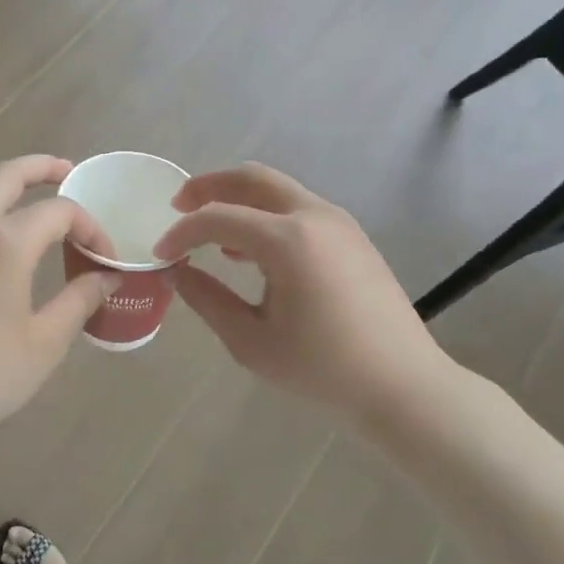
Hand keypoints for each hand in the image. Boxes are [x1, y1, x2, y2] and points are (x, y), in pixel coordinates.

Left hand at [0, 156, 115, 453]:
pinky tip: (3, 254)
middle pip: (7, 176)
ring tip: (40, 214)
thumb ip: (80, 301)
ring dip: (12, 194)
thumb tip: (107, 278)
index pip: (59, 210)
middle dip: (41, 167)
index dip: (89, 227)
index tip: (104, 258)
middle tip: (67, 171)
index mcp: (4, 241)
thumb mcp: (45, 342)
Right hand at [152, 164, 455, 422]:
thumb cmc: (323, 368)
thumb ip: (208, 300)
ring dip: (238, 199)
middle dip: (209, 186)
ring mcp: (337, 222)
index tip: (161, 253)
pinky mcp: (350, 235)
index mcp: (287, 240)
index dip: (182, 232)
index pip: (218, 218)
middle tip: (178, 205)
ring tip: (210, 229)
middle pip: (251, 178)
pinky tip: (249, 250)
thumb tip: (176, 272)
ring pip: (276, 189)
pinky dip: (265, 215)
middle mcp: (313, 216)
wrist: (403, 384)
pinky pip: (297, 208)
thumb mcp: (252, 342)